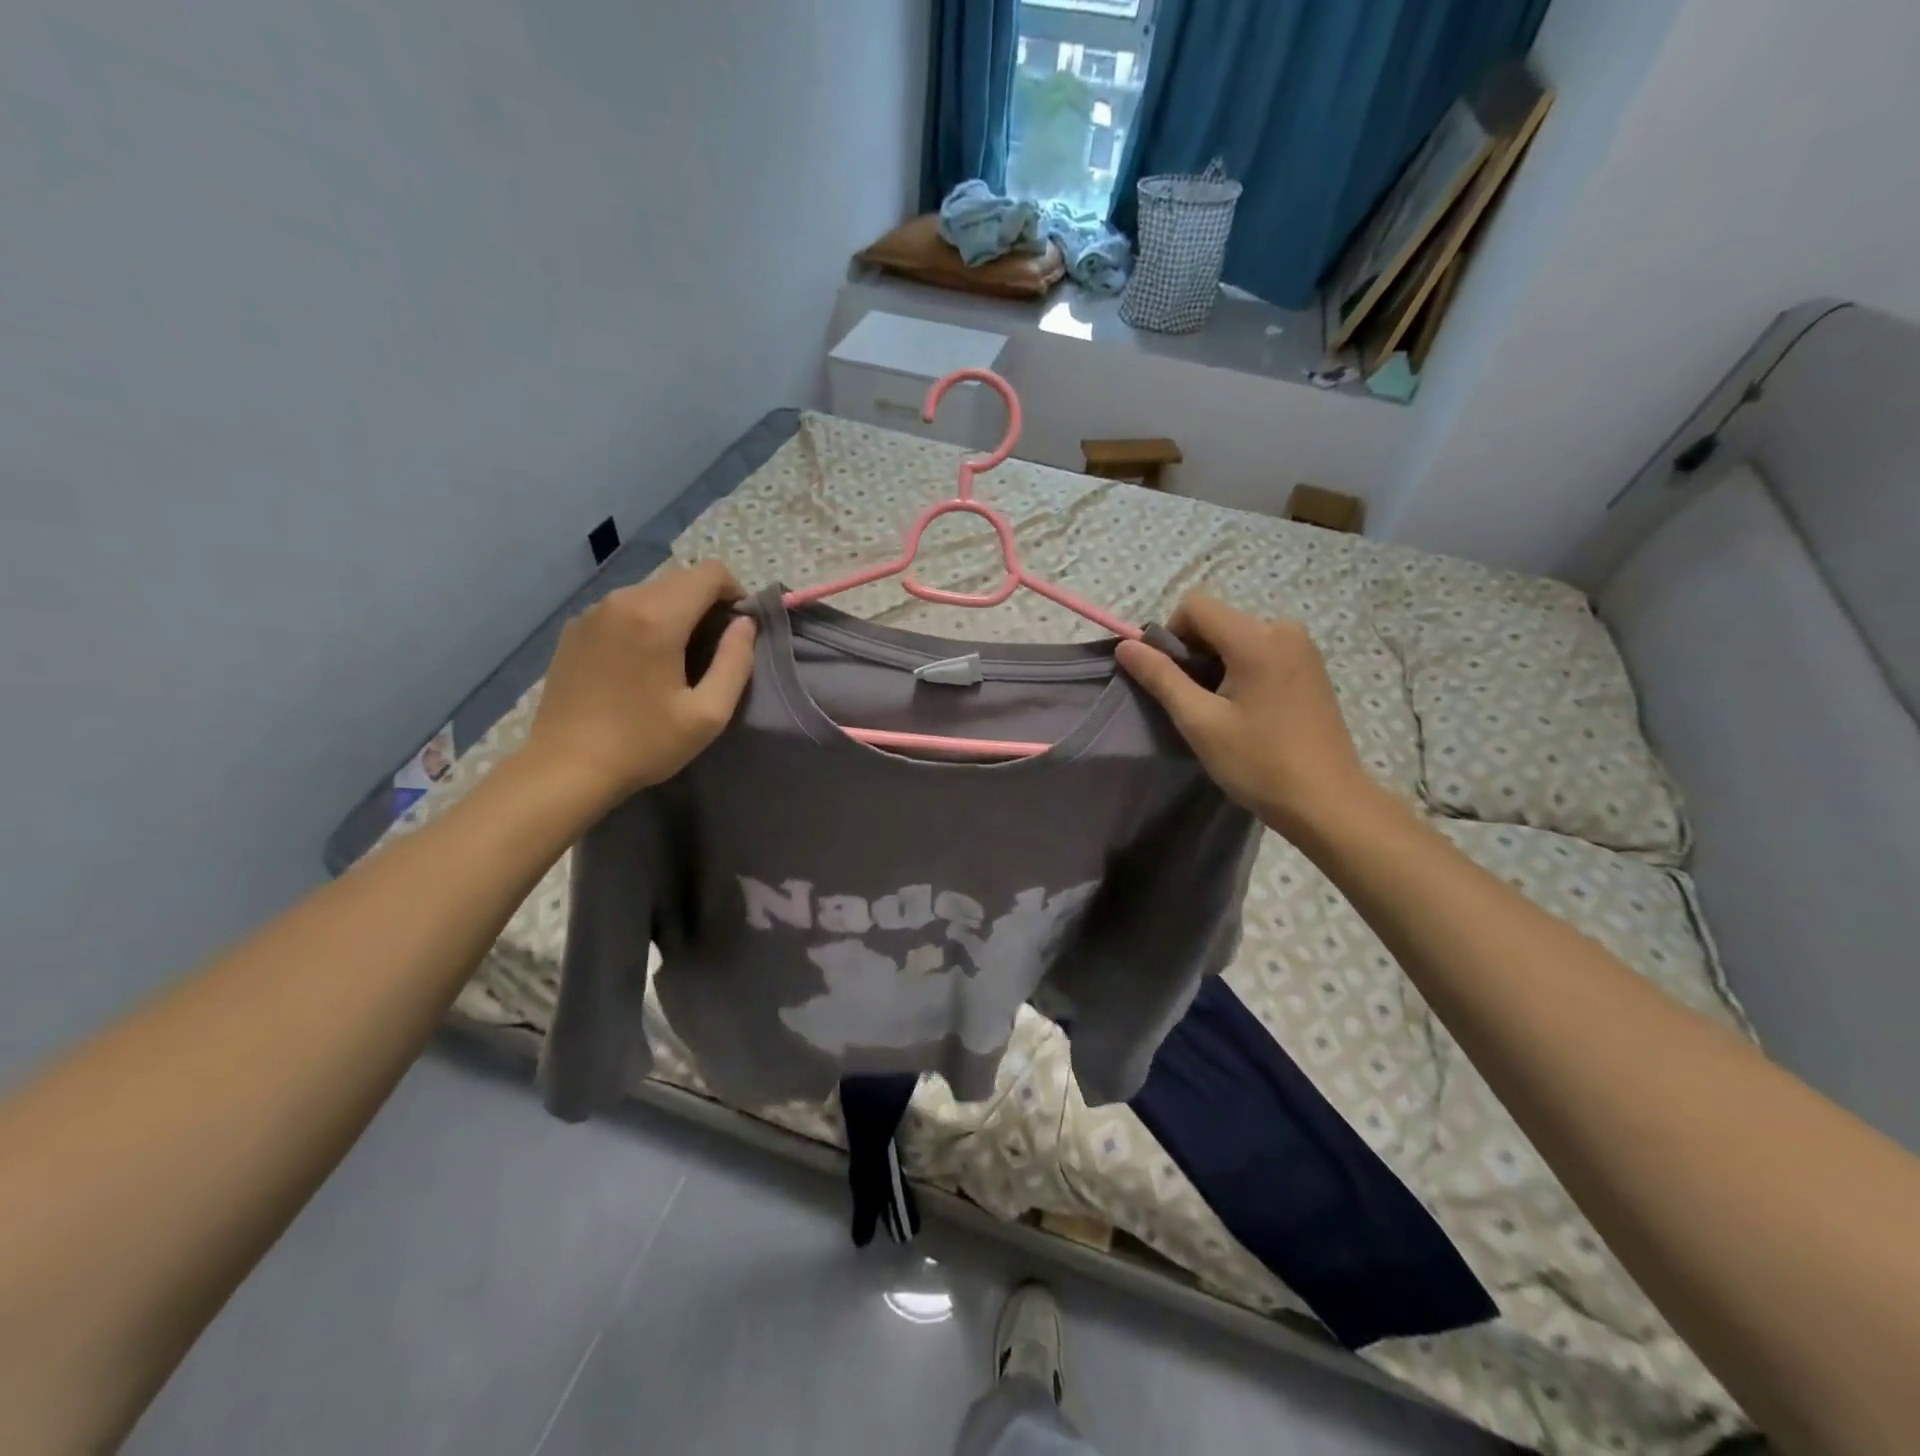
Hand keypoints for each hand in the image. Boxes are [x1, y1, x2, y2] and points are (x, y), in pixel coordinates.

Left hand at [524, 562, 756, 802]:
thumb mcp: (708, 713)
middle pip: (680, 578)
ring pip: (650, 591)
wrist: (566, 768)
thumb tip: (745, 624)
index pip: (710, 572)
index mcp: (657, 617)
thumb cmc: (644, 744)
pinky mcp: (574, 629)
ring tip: (677, 657)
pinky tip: (640, 664)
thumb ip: (736, 661)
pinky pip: (622, 608)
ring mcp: (592, 613)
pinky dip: (643, 621)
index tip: (738, 630)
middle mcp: (622, 601)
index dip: (735, 592)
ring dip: (675, 611)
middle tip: (713, 649)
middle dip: (706, 602)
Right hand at [1116, 593, 1377, 836]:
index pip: (1195, 605)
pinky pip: (1261, 651)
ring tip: (1220, 712)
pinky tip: (1246, 711)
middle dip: (1194, 653)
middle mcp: (1283, 629)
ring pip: (1238, 637)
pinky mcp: (1311, 667)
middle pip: (1217, 620)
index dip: (1170, 636)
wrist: (1328, 802)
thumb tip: (1126, 646)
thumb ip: (1161, 677)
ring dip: (1217, 665)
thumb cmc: (1259, 763)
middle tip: (1194, 704)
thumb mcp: (1200, 722)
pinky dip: (1241, 671)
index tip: (1170, 680)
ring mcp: (1302, 648)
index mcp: (1257, 637)